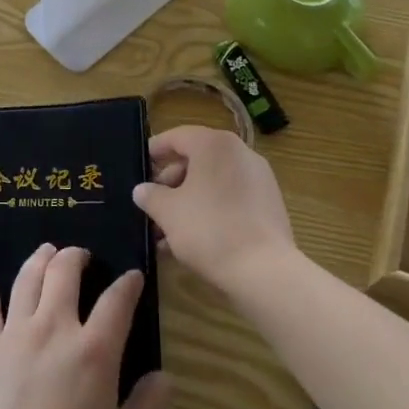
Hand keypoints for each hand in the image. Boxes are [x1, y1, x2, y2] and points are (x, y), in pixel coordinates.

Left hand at [0, 244, 171, 408]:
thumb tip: (165, 377)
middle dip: (76, 256)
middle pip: (64, 272)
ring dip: (39, 260)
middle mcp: (54, 328)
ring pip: (27, 280)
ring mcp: (15, 334)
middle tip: (81, 254)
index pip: (116, 301)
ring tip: (46, 253)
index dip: (128, 284)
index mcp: (94, 350)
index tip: (133, 277)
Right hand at [135, 126, 297, 297]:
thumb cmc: (209, 230)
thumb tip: (142, 190)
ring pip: (213, 182)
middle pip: (196, 159)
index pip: (176, 137)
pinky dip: (211, 210)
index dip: (154, 151)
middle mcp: (240, 153)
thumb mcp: (168, 212)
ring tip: (167, 231)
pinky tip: (193, 239)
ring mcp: (259, 178)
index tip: (139, 167)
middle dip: (171, 183)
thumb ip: (150, 196)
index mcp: (214, 144)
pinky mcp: (269, 204)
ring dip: (188, 201)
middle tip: (152, 205)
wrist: (265, 272)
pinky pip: (231, 198)